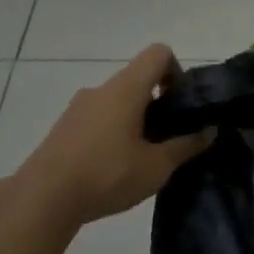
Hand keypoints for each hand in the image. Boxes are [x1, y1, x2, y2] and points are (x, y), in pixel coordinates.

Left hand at [16, 45, 214, 226]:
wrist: (42, 199)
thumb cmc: (107, 175)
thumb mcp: (157, 166)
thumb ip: (186, 146)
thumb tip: (210, 131)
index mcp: (126, 89)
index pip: (158, 54)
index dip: (177, 71)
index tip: (182, 103)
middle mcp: (101, 89)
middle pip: (138, 79)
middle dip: (160, 102)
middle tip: (170, 137)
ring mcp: (78, 108)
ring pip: (118, 101)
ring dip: (136, 119)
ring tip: (144, 156)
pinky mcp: (64, 128)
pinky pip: (99, 118)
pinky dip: (114, 131)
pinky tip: (116, 166)